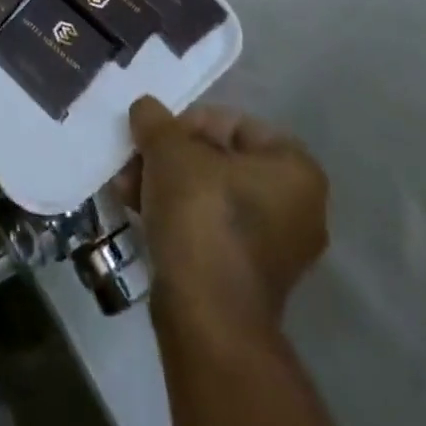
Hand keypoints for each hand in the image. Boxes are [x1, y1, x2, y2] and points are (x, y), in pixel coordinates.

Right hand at [116, 97, 328, 332]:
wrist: (207, 315)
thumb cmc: (201, 213)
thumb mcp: (168, 148)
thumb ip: (155, 119)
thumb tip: (146, 110)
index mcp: (296, 169)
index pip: (234, 123)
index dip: (189, 123)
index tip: (157, 136)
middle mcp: (298, 208)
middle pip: (220, 160)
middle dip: (171, 158)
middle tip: (136, 160)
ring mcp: (277, 249)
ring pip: (211, 194)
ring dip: (166, 184)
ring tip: (127, 187)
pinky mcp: (249, 279)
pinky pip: (211, 228)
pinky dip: (178, 215)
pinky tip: (139, 211)